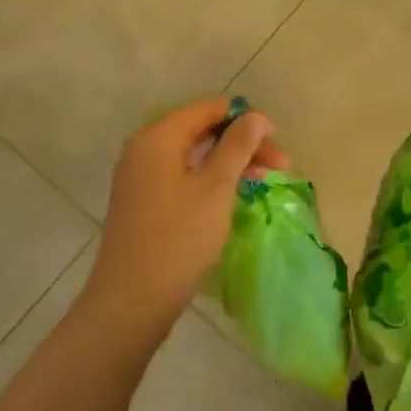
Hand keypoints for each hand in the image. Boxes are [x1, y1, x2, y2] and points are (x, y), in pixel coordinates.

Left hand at [83, 97, 286, 342]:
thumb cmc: (178, 238)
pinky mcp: (142, 201)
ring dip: (229, 162)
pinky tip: (233, 195)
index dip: (245, 118)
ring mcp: (140, 176)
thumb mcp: (216, 188)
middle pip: (201, 130)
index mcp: (158, 136)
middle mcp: (143, 148)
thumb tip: (255, 116)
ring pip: (193, 155)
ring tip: (264, 180)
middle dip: (242, 142)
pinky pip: (182, 175)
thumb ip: (237, 146)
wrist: (131, 301)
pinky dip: (209, 179)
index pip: (208, 109)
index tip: (276, 141)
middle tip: (279, 165)